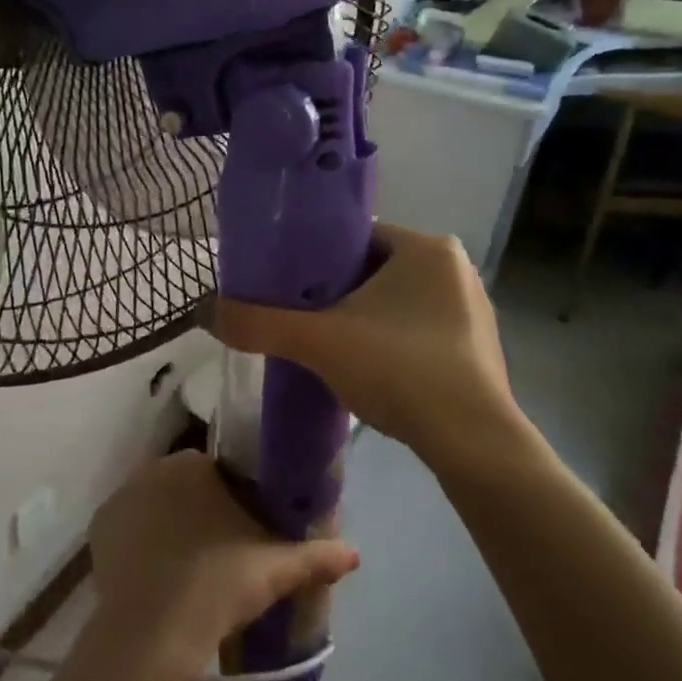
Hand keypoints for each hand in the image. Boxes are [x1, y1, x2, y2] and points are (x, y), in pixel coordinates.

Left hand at [87, 453, 358, 680]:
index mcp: (195, 465)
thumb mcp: (273, 571)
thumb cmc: (217, 586)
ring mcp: (122, 495)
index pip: (221, 471)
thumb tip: (355, 553)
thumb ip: (316, 557)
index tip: (245, 529)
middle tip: (221, 551)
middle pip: (187, 485)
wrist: (151, 633)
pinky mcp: (100, 525)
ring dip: (171, 522)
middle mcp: (154, 468)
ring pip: (157, 503)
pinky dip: (141, 540)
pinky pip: (129, 524)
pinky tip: (156, 571)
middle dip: (202, 508)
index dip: (236, 498)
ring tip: (188, 565)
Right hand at [212, 224, 529, 477]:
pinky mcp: (479, 349)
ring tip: (328, 347)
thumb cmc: (398, 369)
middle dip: (336, 294)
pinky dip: (391, 344)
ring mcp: (473, 310)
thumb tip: (202, 311)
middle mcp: (455, 269)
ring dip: (363, 321)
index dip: (314, 260)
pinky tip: (369, 372)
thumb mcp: (316, 342)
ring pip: (397, 304)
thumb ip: (257, 323)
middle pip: (374, 270)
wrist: (472, 443)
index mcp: (426, 247)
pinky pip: (420, 332)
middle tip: (300, 319)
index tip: (286, 286)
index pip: (355, 238)